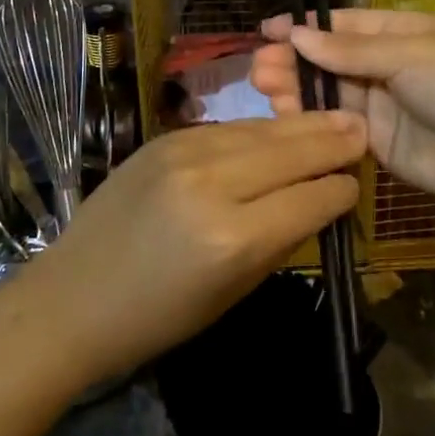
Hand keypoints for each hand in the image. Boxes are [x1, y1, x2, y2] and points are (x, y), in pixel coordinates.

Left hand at [5, 111, 365, 385]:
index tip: (355, 184)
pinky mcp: (163, 138)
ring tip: (334, 117)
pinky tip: (280, 128)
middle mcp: (211, 184)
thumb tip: (319, 200)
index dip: (339, 189)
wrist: (72, 297)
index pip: (309, 198)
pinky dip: (260, 130)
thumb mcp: (232, 293)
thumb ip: (280, 241)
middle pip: (290, 152)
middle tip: (362, 127)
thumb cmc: (156, 317)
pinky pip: (228, 128)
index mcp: (232, 238)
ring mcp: (184, 153)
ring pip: (261, 131)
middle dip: (331, 141)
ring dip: (301, 126)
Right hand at [252, 9, 434, 213]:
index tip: (266, 31)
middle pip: (329, 59)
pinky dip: (311, 120)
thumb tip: (297, 35)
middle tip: (258, 68)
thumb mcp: (408, 54)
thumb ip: (350, 51)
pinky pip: (336, 126)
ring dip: (296, 88)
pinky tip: (284, 115)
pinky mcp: (376, 142)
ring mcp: (380, 105)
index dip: (305, 26)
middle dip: (294, 60)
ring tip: (264, 88)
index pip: (343, 25)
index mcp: (399, 32)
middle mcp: (386, 65)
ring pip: (328, 92)